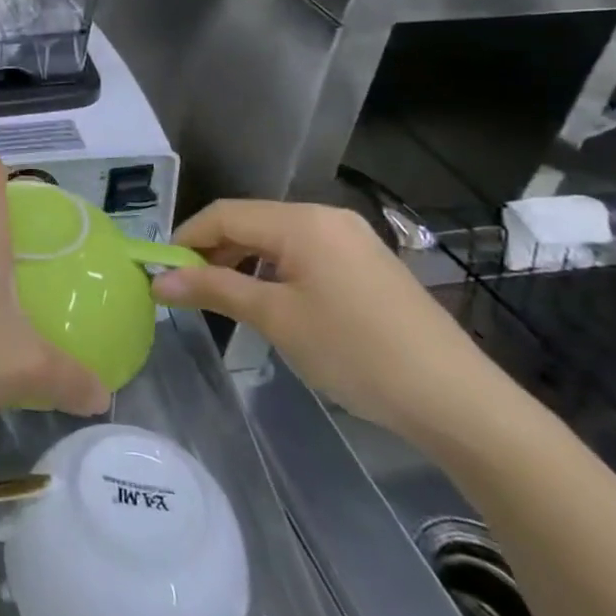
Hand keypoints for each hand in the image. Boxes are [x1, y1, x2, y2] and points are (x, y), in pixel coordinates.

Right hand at [152, 199, 506, 439]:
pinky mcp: (367, 263)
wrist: (457, 400)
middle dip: (212, 250)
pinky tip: (270, 300)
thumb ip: (214, 290)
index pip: (224, 214)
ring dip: (242, 260)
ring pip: (276, 237)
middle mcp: (326, 217)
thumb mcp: (276, 319)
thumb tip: (158, 280)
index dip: (186, 238)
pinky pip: (304, 252)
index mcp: (301, 221)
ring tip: (222, 297)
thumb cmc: (355, 352)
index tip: (161, 271)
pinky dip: (274, 269)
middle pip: (250, 221)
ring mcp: (352, 238)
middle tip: (187, 289)